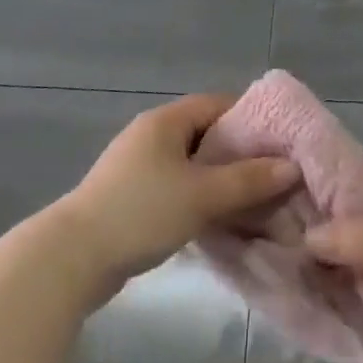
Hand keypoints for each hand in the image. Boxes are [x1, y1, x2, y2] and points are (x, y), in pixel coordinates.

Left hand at [57, 94, 299, 296]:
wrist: (71, 258)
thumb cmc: (141, 212)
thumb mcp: (202, 195)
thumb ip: (248, 180)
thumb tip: (290, 168)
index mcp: (166, 121)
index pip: (218, 104)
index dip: (252, 118)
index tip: (281, 141)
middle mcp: (151, 135)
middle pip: (206, 134)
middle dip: (240, 153)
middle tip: (273, 173)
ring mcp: (137, 166)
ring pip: (191, 164)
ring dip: (219, 179)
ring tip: (253, 199)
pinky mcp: (130, 196)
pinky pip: (176, 186)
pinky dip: (199, 196)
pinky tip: (217, 218)